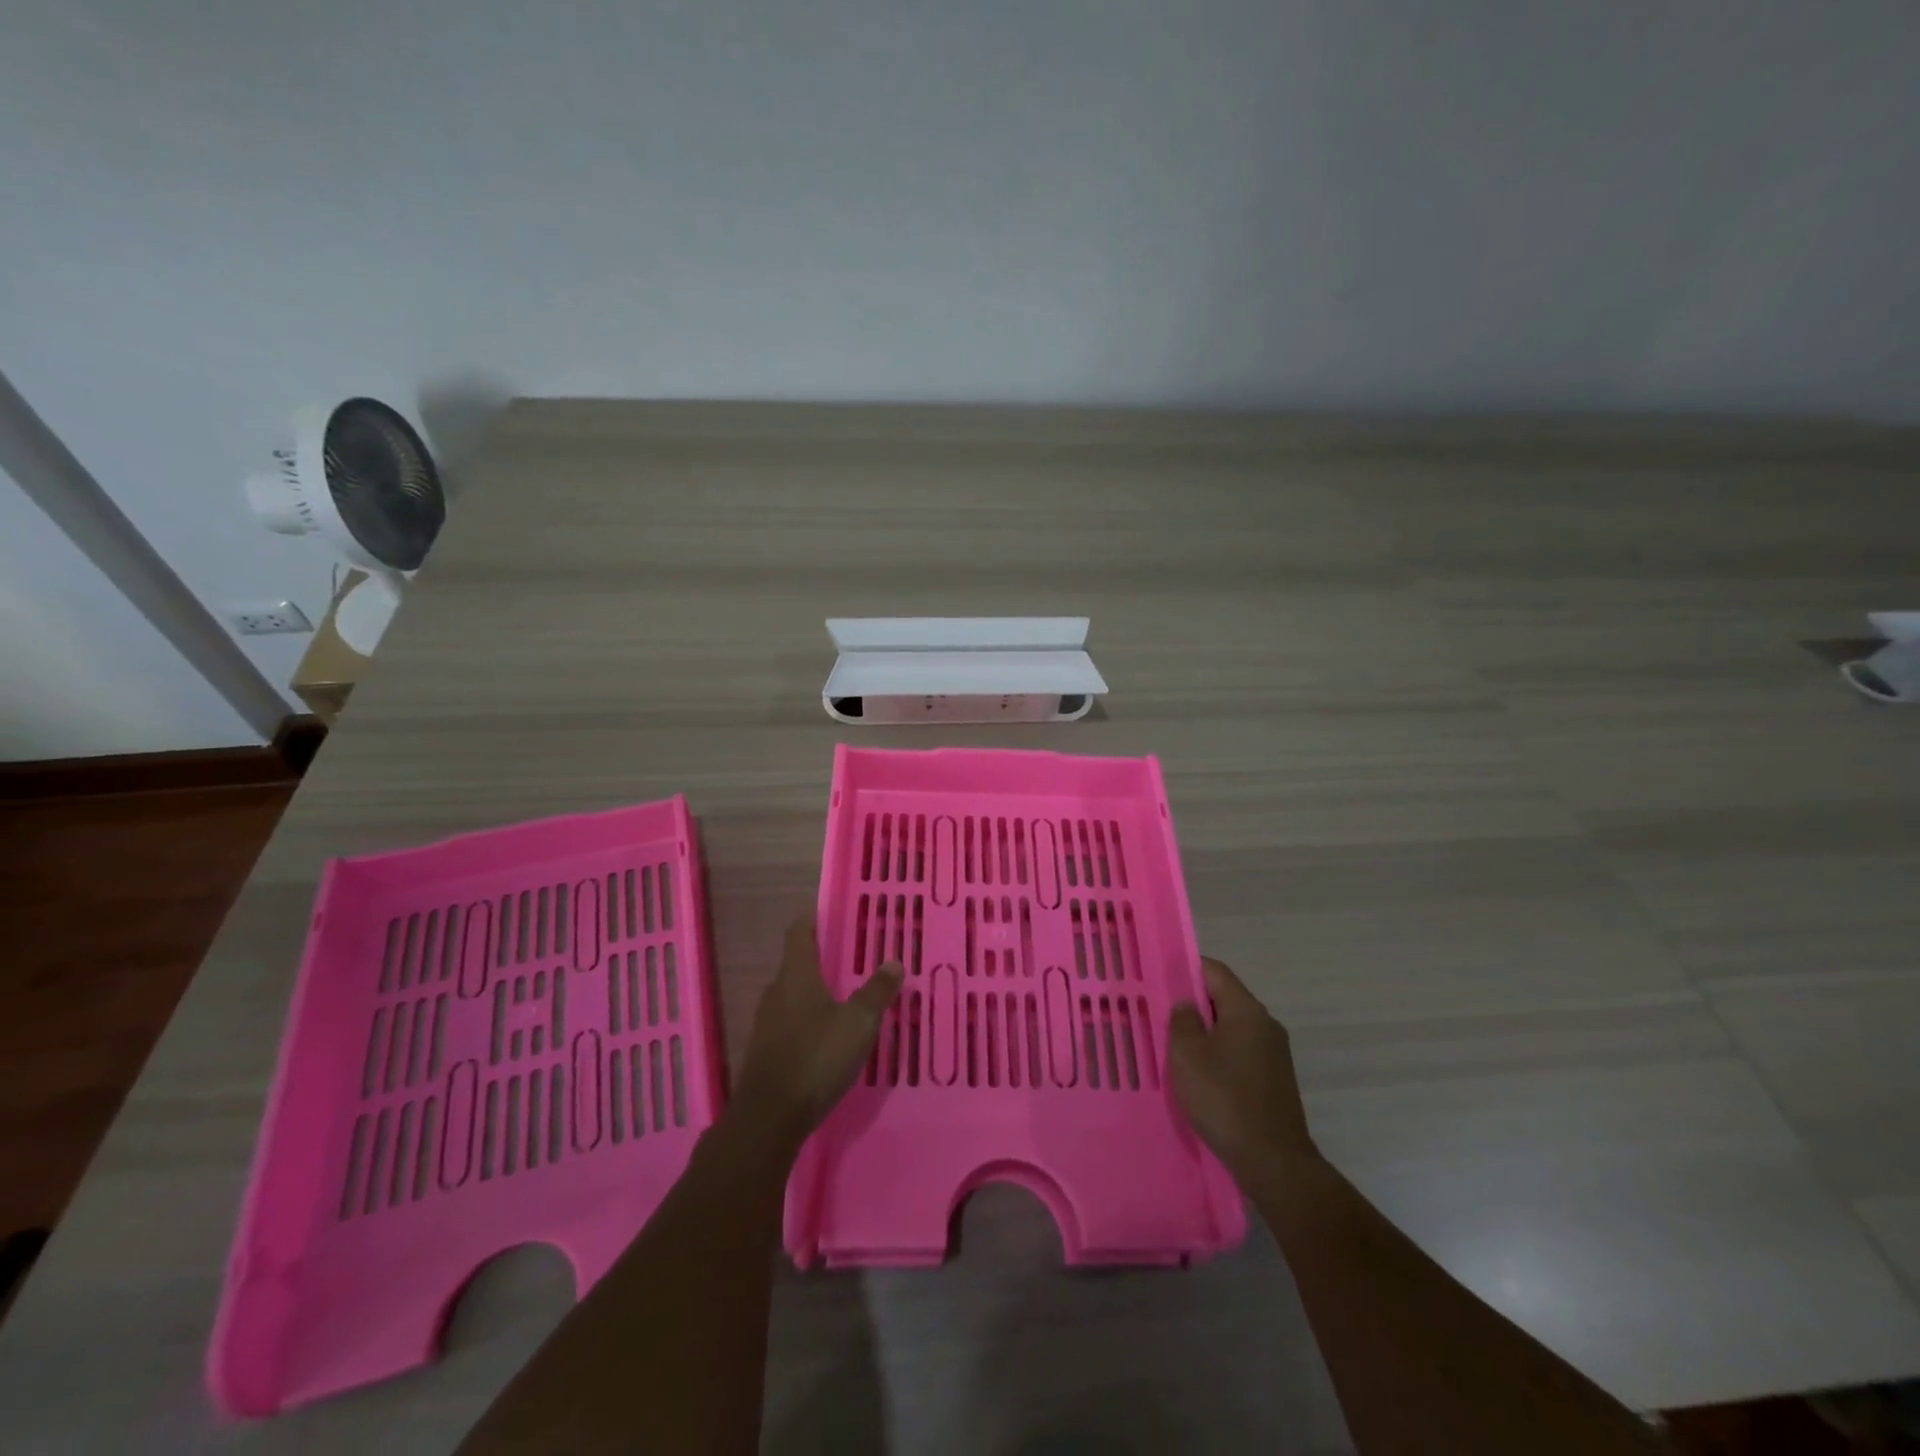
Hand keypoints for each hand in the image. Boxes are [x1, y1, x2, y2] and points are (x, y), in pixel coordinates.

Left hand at [733, 916, 902, 1142]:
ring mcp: (766, 1024)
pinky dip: (808, 1020)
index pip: (799, 932)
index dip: (812, 917)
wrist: (769, 1118)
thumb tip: (893, 961)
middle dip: (820, 958)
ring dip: (815, 992)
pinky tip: (828, 1035)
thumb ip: (877, 991)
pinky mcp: (765, 1052)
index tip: (827, 909)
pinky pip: (790, 1024)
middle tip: (850, 955)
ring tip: (844, 995)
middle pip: (796, 964)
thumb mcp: (858, 1023)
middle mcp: (776, 992)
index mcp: (796, 976)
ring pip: (793, 996)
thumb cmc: (815, 1057)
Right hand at [1169, 958, 1318, 1178]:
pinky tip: (1199, 1075)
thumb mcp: (1187, 1054)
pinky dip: (1218, 1055)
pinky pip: (1240, 1053)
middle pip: (1224, 999)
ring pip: (1231, 1028)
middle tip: (1160, 1013)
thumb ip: (1182, 1020)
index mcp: (1246, 1010)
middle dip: (1193, 1003)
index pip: (1215, 971)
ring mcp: (1274, 1054)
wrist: (1273, 1162)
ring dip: (1205, 1033)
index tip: (1159, 976)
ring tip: (1174, 1046)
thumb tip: (1187, 1004)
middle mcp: (1265, 1024)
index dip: (1186, 968)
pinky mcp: (1275, 1080)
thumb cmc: (1224, 1099)